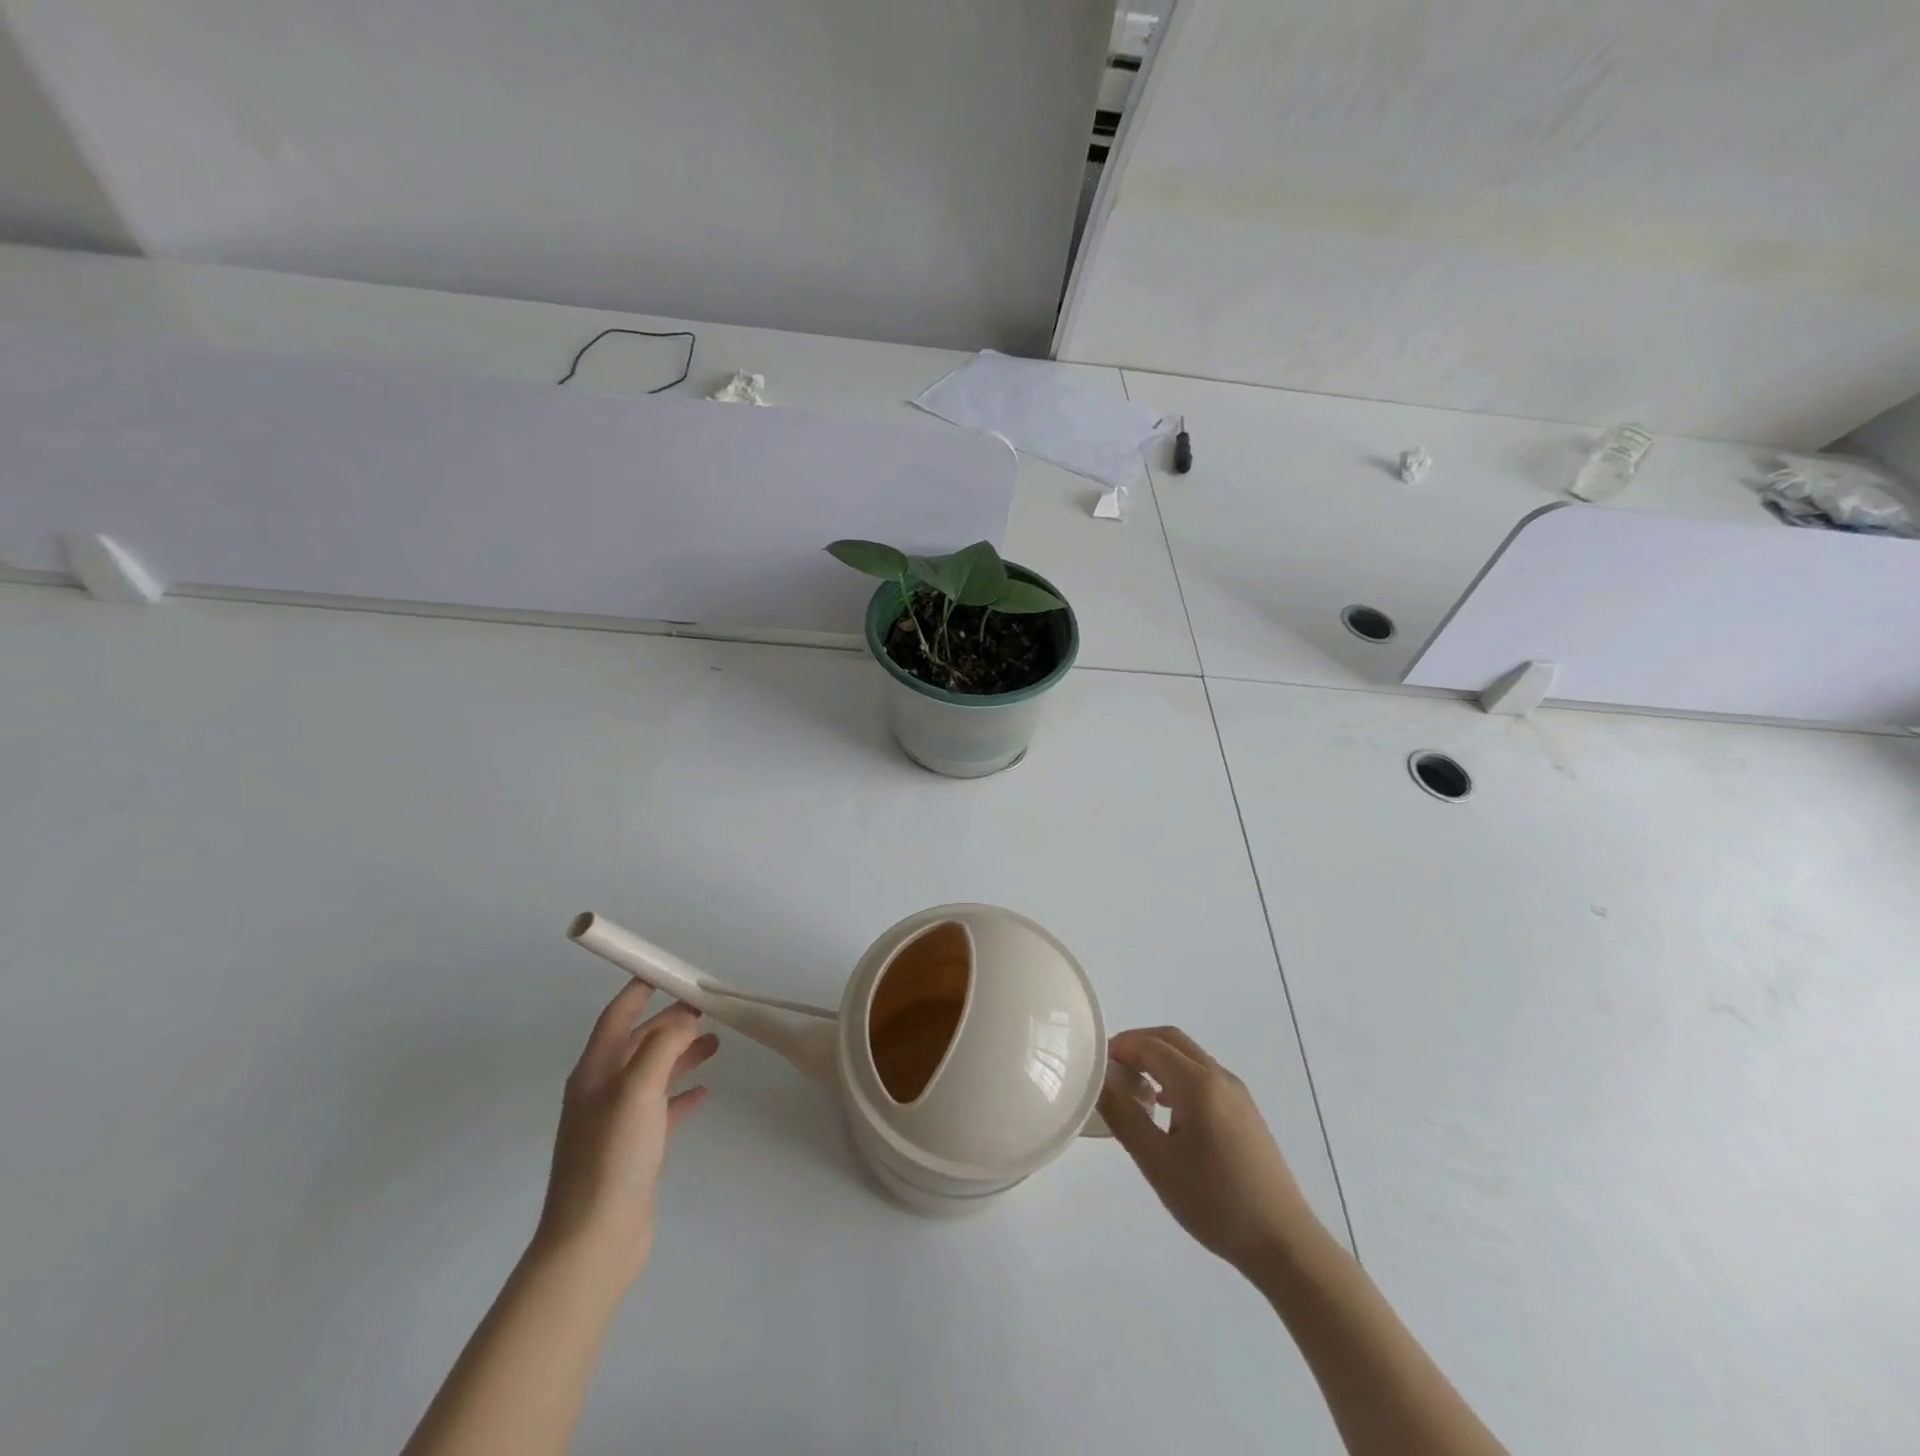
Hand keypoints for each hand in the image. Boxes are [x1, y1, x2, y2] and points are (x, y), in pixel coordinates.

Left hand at [534, 981, 718, 1284]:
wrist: (594, 1240)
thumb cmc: (613, 1155)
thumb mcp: (638, 1088)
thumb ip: (662, 1045)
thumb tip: (683, 1019)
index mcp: (595, 1071)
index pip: (617, 1015)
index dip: (640, 990)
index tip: (667, 970)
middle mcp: (602, 1091)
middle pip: (639, 1042)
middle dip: (670, 1022)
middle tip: (707, 1008)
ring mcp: (617, 1122)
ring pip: (653, 1074)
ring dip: (681, 1055)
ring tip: (716, 1044)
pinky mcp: (634, 1149)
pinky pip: (661, 1109)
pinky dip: (681, 1094)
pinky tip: (704, 1092)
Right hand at [1098, 1026, 1315, 1273]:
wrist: (1283, 1242)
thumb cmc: (1215, 1203)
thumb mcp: (1158, 1163)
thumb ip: (1125, 1116)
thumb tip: (1101, 1080)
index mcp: (1198, 1084)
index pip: (1150, 1045)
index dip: (1120, 1048)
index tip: (1097, 1067)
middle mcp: (1220, 1077)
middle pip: (1171, 1040)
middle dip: (1137, 1046)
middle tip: (1111, 1071)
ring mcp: (1237, 1093)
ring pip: (1189, 1057)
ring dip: (1158, 1061)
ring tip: (1133, 1092)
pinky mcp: (1246, 1112)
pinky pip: (1204, 1076)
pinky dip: (1177, 1077)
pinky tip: (1166, 1112)